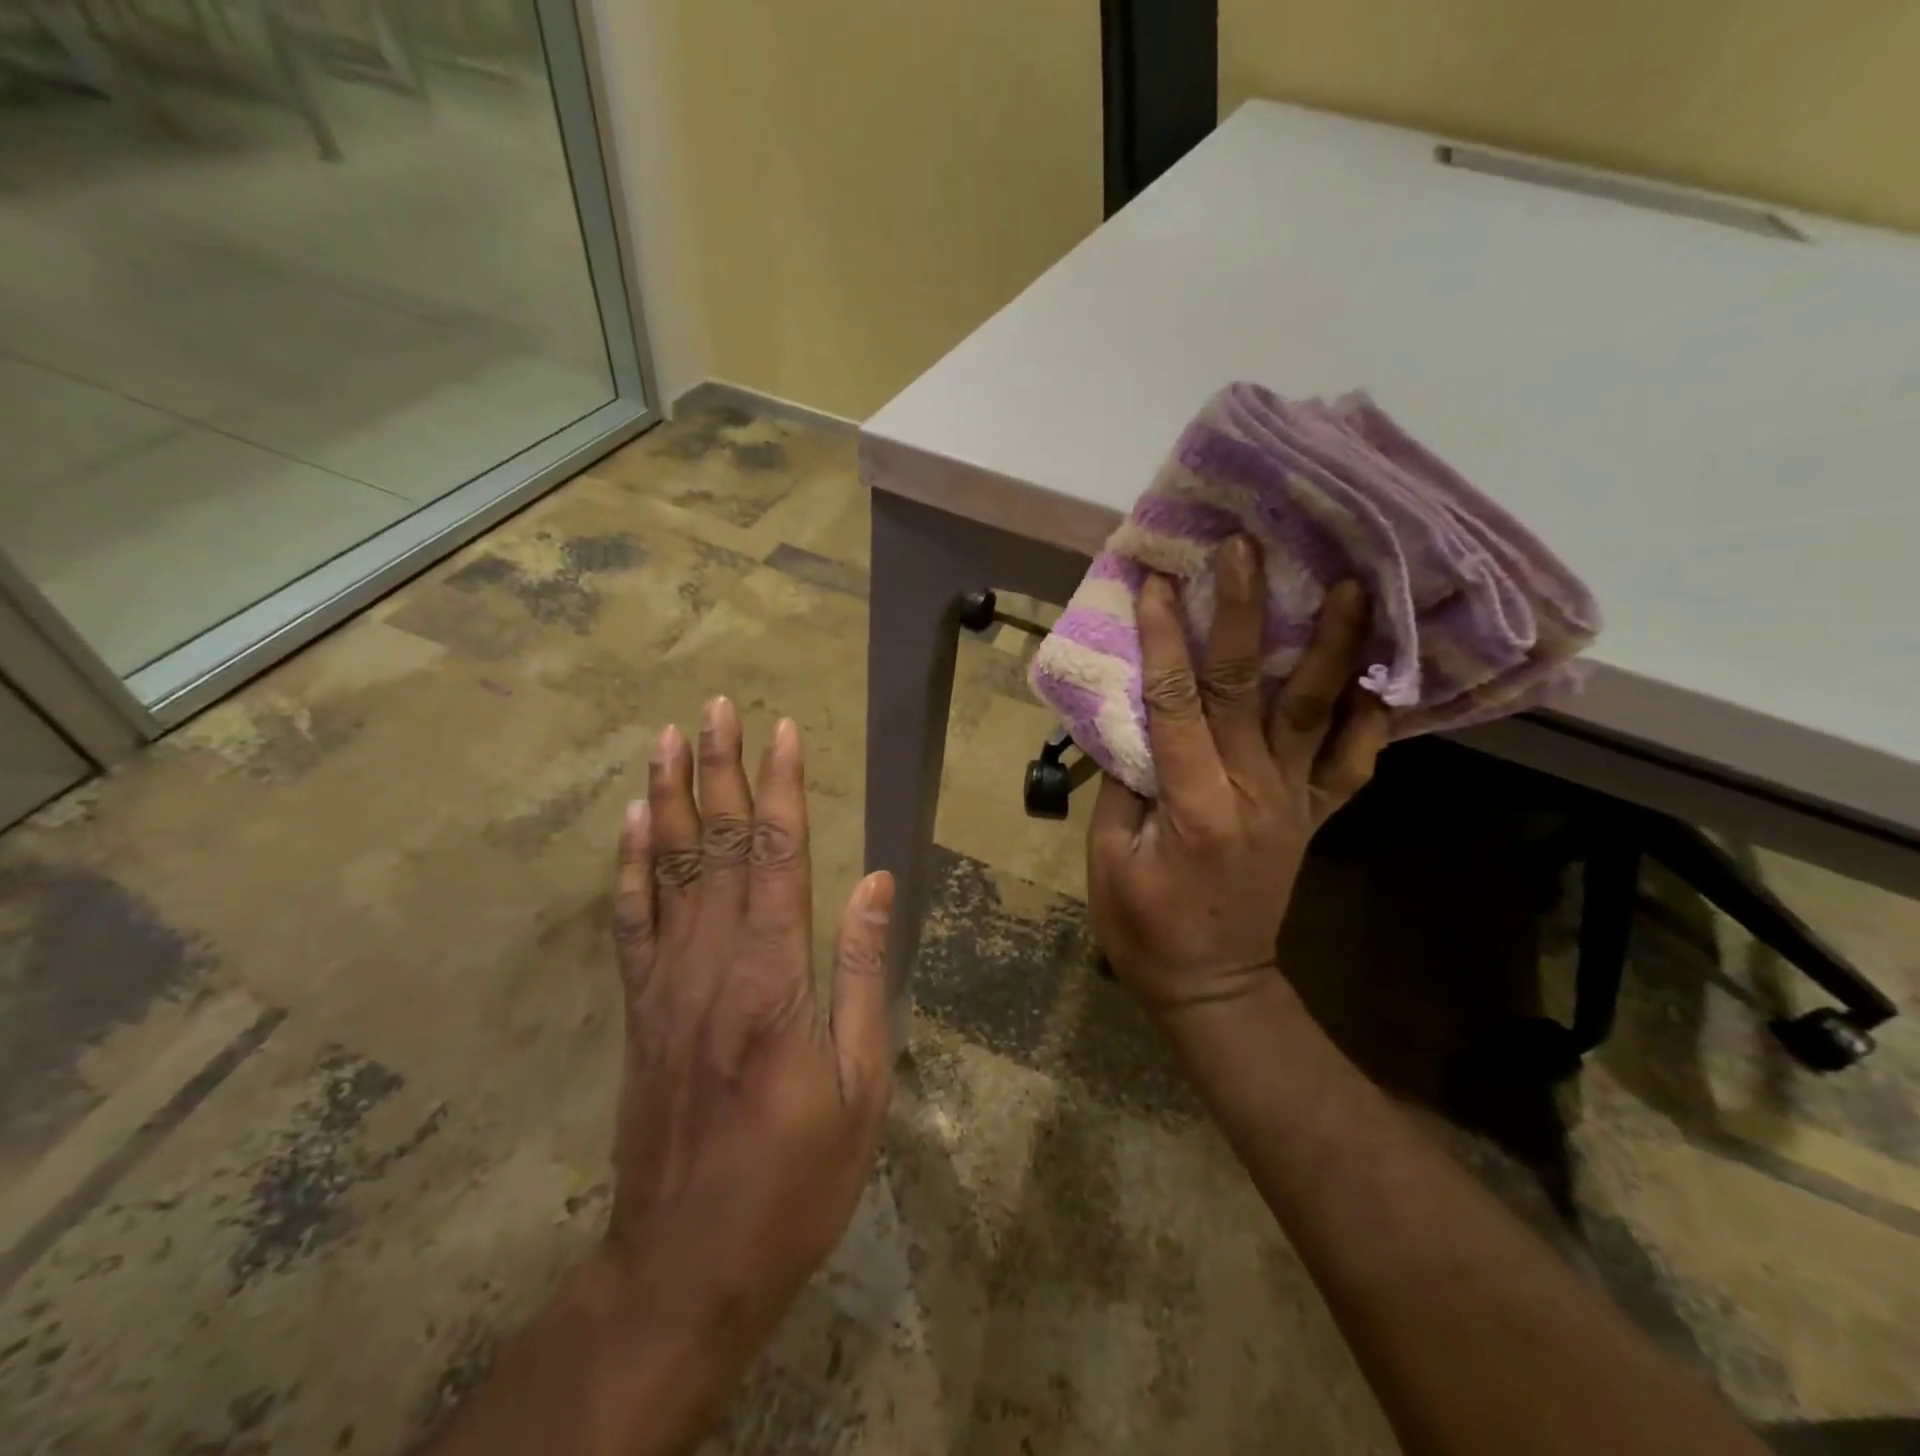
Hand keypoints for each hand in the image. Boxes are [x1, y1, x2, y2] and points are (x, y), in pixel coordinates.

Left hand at [596, 700, 894, 1445]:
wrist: (685, 1266)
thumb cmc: (795, 1181)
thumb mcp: (860, 1087)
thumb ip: (865, 975)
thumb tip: (877, 884)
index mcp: (775, 978)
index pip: (779, 856)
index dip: (782, 788)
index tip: (784, 731)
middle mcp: (713, 963)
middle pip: (718, 846)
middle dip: (721, 769)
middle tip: (717, 706)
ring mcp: (666, 984)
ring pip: (666, 870)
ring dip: (668, 798)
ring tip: (666, 739)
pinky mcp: (639, 1010)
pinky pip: (630, 922)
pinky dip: (629, 866)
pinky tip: (632, 823)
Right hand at [1087, 537, 1388, 1020]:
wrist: (1213, 984)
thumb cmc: (1143, 926)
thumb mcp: (1108, 858)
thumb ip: (1121, 784)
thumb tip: (1130, 719)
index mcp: (1192, 802)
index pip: (1175, 701)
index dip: (1162, 638)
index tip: (1155, 581)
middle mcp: (1252, 791)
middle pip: (1246, 687)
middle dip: (1242, 612)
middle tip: (1245, 548)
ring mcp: (1292, 802)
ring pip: (1315, 712)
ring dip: (1329, 645)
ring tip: (1347, 584)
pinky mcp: (1312, 816)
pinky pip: (1352, 764)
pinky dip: (1371, 719)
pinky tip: (1378, 673)